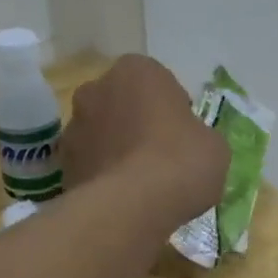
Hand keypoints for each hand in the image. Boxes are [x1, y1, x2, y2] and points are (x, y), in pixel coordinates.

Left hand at [62, 56, 227, 227]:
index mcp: (137, 70)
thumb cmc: (180, 162)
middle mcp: (97, 88)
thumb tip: (189, 145)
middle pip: (124, 104)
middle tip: (163, 157)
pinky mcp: (63, 164)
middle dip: (138, 124)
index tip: (185, 136)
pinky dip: (104, 177)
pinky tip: (124, 200)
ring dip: (118, 150)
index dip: (174, 110)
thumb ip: (198, 134)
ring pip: (103, 134)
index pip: (159, 83)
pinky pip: (92, 165)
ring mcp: (74, 127)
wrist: (131, 207)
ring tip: (142, 185)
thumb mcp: (214, 145)